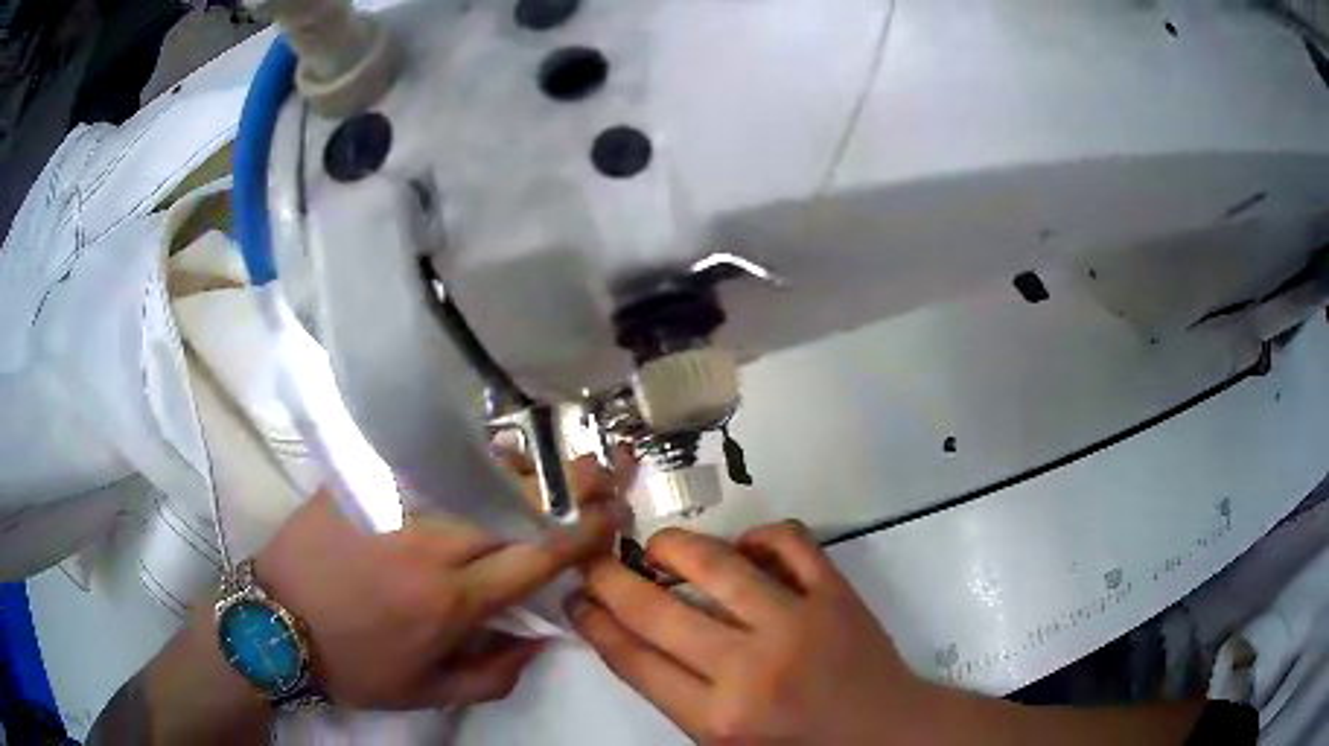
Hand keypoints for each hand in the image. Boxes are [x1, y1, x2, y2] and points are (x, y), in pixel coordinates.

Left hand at [256, 455, 625, 709]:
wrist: (272, 624)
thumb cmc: (354, 665)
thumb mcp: (428, 693)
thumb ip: (496, 675)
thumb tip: (541, 639)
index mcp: (453, 598)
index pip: (540, 554)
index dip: (586, 531)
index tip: (613, 515)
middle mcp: (432, 540)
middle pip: (517, 499)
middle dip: (568, 486)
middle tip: (596, 477)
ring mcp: (393, 500)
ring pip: (475, 470)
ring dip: (517, 472)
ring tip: (533, 475)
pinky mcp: (361, 478)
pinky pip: (424, 458)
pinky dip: (460, 460)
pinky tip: (468, 466)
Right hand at [567, 520, 931, 743]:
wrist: (885, 735)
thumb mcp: (723, 742)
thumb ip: (677, 694)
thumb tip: (632, 636)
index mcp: (718, 718)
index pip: (634, 659)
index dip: (594, 622)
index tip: (576, 598)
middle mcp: (751, 668)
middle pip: (657, 611)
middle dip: (611, 579)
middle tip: (594, 560)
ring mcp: (799, 623)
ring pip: (718, 564)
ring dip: (675, 547)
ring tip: (659, 547)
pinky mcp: (836, 594)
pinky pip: (790, 541)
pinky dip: (760, 535)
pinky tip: (744, 548)